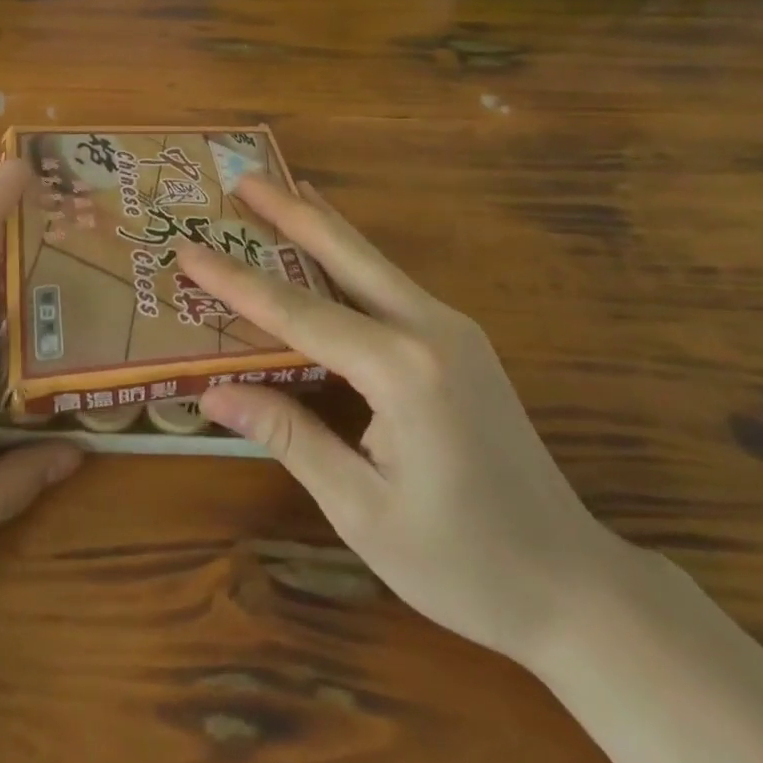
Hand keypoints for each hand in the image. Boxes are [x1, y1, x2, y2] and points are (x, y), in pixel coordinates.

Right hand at [182, 177, 622, 665]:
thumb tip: (213, 393)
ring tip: (280, 190)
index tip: (188, 247)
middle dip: (290, 212)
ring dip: (322, 224)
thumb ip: (288, 435)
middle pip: (345, 254)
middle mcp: (429, 330)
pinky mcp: (460, 341)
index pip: (297, 312)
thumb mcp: (361, 508)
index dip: (235, 281)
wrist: (574, 585)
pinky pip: (391, 284)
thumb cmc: (462, 561)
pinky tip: (332, 246)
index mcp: (402, 370)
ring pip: (372, 261)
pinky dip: (350, 256)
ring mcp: (453, 329)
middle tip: (243, 177)